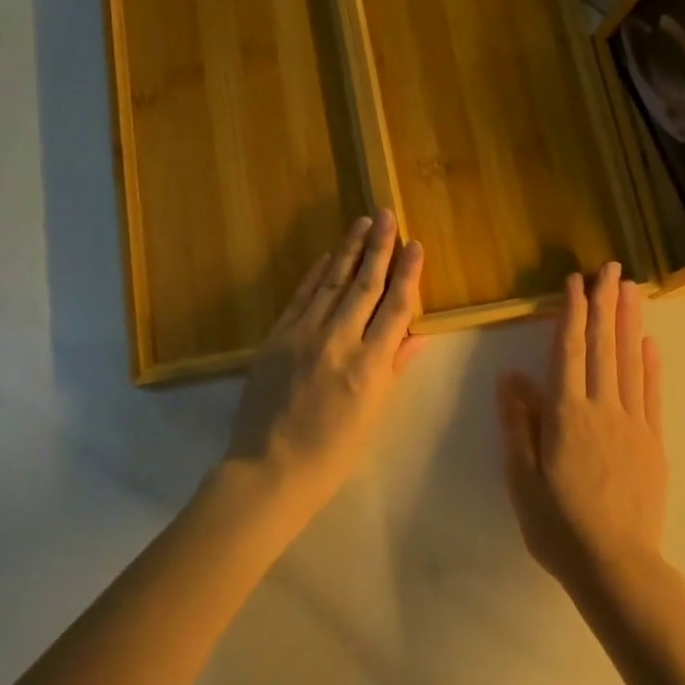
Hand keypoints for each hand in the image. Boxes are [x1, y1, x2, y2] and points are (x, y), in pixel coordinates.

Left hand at [223, 211, 425, 522]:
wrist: (268, 469)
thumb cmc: (331, 453)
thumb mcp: (373, 414)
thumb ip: (393, 368)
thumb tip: (415, 334)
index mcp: (370, 365)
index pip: (395, 307)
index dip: (409, 273)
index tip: (416, 244)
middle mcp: (339, 341)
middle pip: (365, 284)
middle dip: (379, 247)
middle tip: (387, 214)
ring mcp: (303, 335)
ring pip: (332, 282)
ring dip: (349, 250)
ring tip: (362, 223)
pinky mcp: (276, 337)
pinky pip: (301, 297)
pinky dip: (315, 274)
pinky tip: (327, 256)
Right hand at [497, 262, 664, 598]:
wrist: (616, 567)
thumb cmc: (558, 525)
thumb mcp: (522, 478)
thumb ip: (518, 424)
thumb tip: (510, 377)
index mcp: (566, 414)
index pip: (568, 351)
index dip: (572, 313)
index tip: (576, 282)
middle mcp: (602, 408)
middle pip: (603, 346)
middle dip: (605, 304)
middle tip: (611, 268)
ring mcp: (632, 424)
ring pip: (629, 362)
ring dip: (629, 322)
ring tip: (631, 289)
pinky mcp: (652, 442)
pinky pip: (651, 394)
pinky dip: (650, 365)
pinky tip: (649, 343)